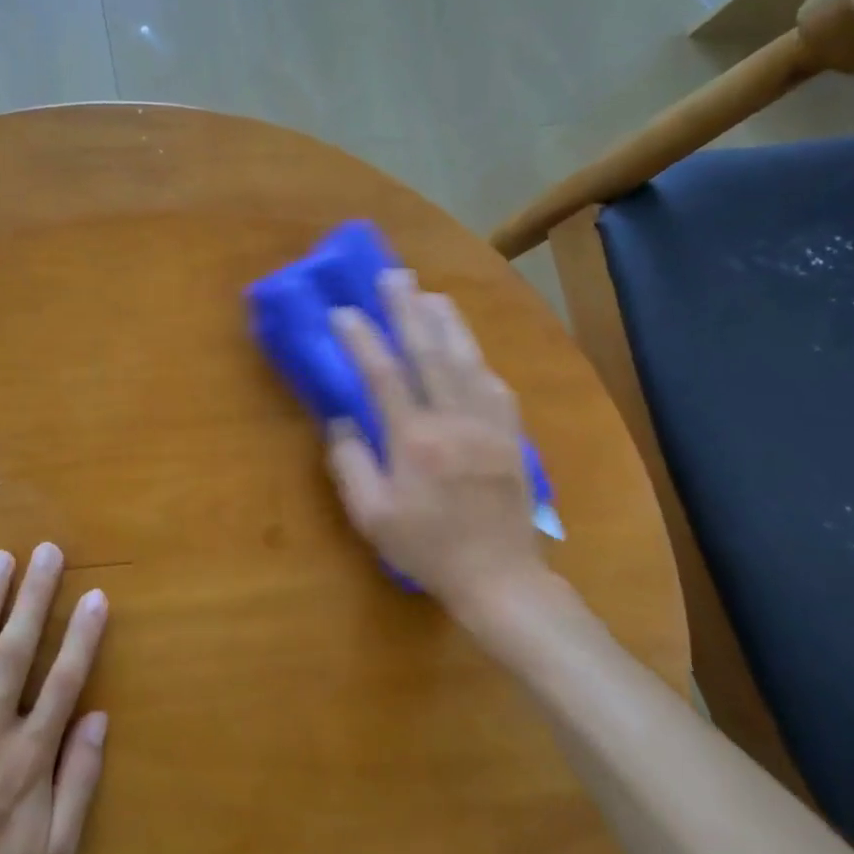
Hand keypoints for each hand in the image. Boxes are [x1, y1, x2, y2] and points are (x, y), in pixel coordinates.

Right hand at [326, 269, 566, 631]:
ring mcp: (489, 425)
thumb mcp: (371, 517)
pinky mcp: (511, 435)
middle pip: (430, 352)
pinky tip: (467, 347)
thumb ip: (350, 465)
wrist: (499, 578)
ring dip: (447, 322)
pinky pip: (494, 383)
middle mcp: (454, 421)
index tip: (342, 311)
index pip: (384, 375)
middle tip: (393, 275)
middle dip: (408, 310)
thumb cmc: (426, 549)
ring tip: (429, 293)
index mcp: (415, 442)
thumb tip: (342, 421)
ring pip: (467, 359)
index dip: (362, 339)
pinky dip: (476, 357)